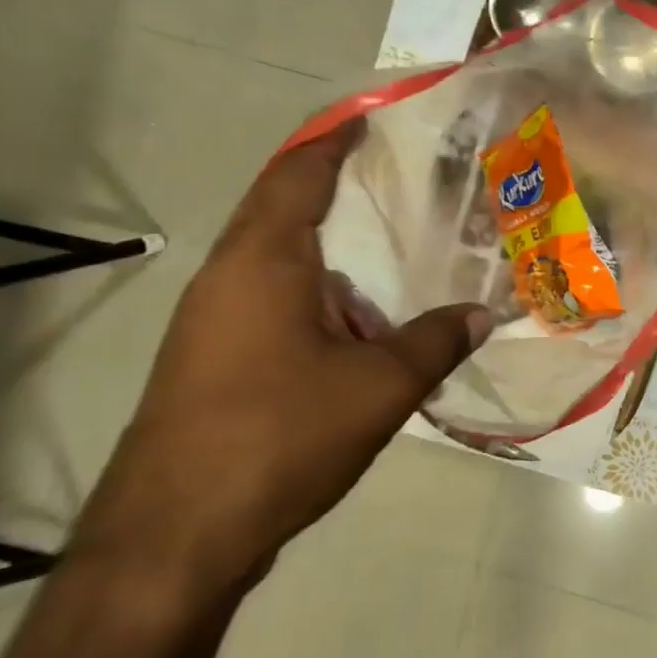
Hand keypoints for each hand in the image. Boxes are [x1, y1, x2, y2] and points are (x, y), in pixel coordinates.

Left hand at [70, 124, 489, 597]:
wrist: (173, 539)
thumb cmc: (278, 438)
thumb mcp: (379, 387)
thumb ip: (436, 342)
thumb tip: (483, 314)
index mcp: (263, 261)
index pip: (299, 172)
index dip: (336, 139)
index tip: (375, 118)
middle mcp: (230, 277)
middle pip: (283, 207)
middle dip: (337, 187)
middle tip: (401, 178)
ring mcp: (213, 321)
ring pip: (280, 261)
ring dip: (332, 250)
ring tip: (394, 248)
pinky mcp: (213, 361)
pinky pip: (274, 301)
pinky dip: (320, 294)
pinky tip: (362, 323)